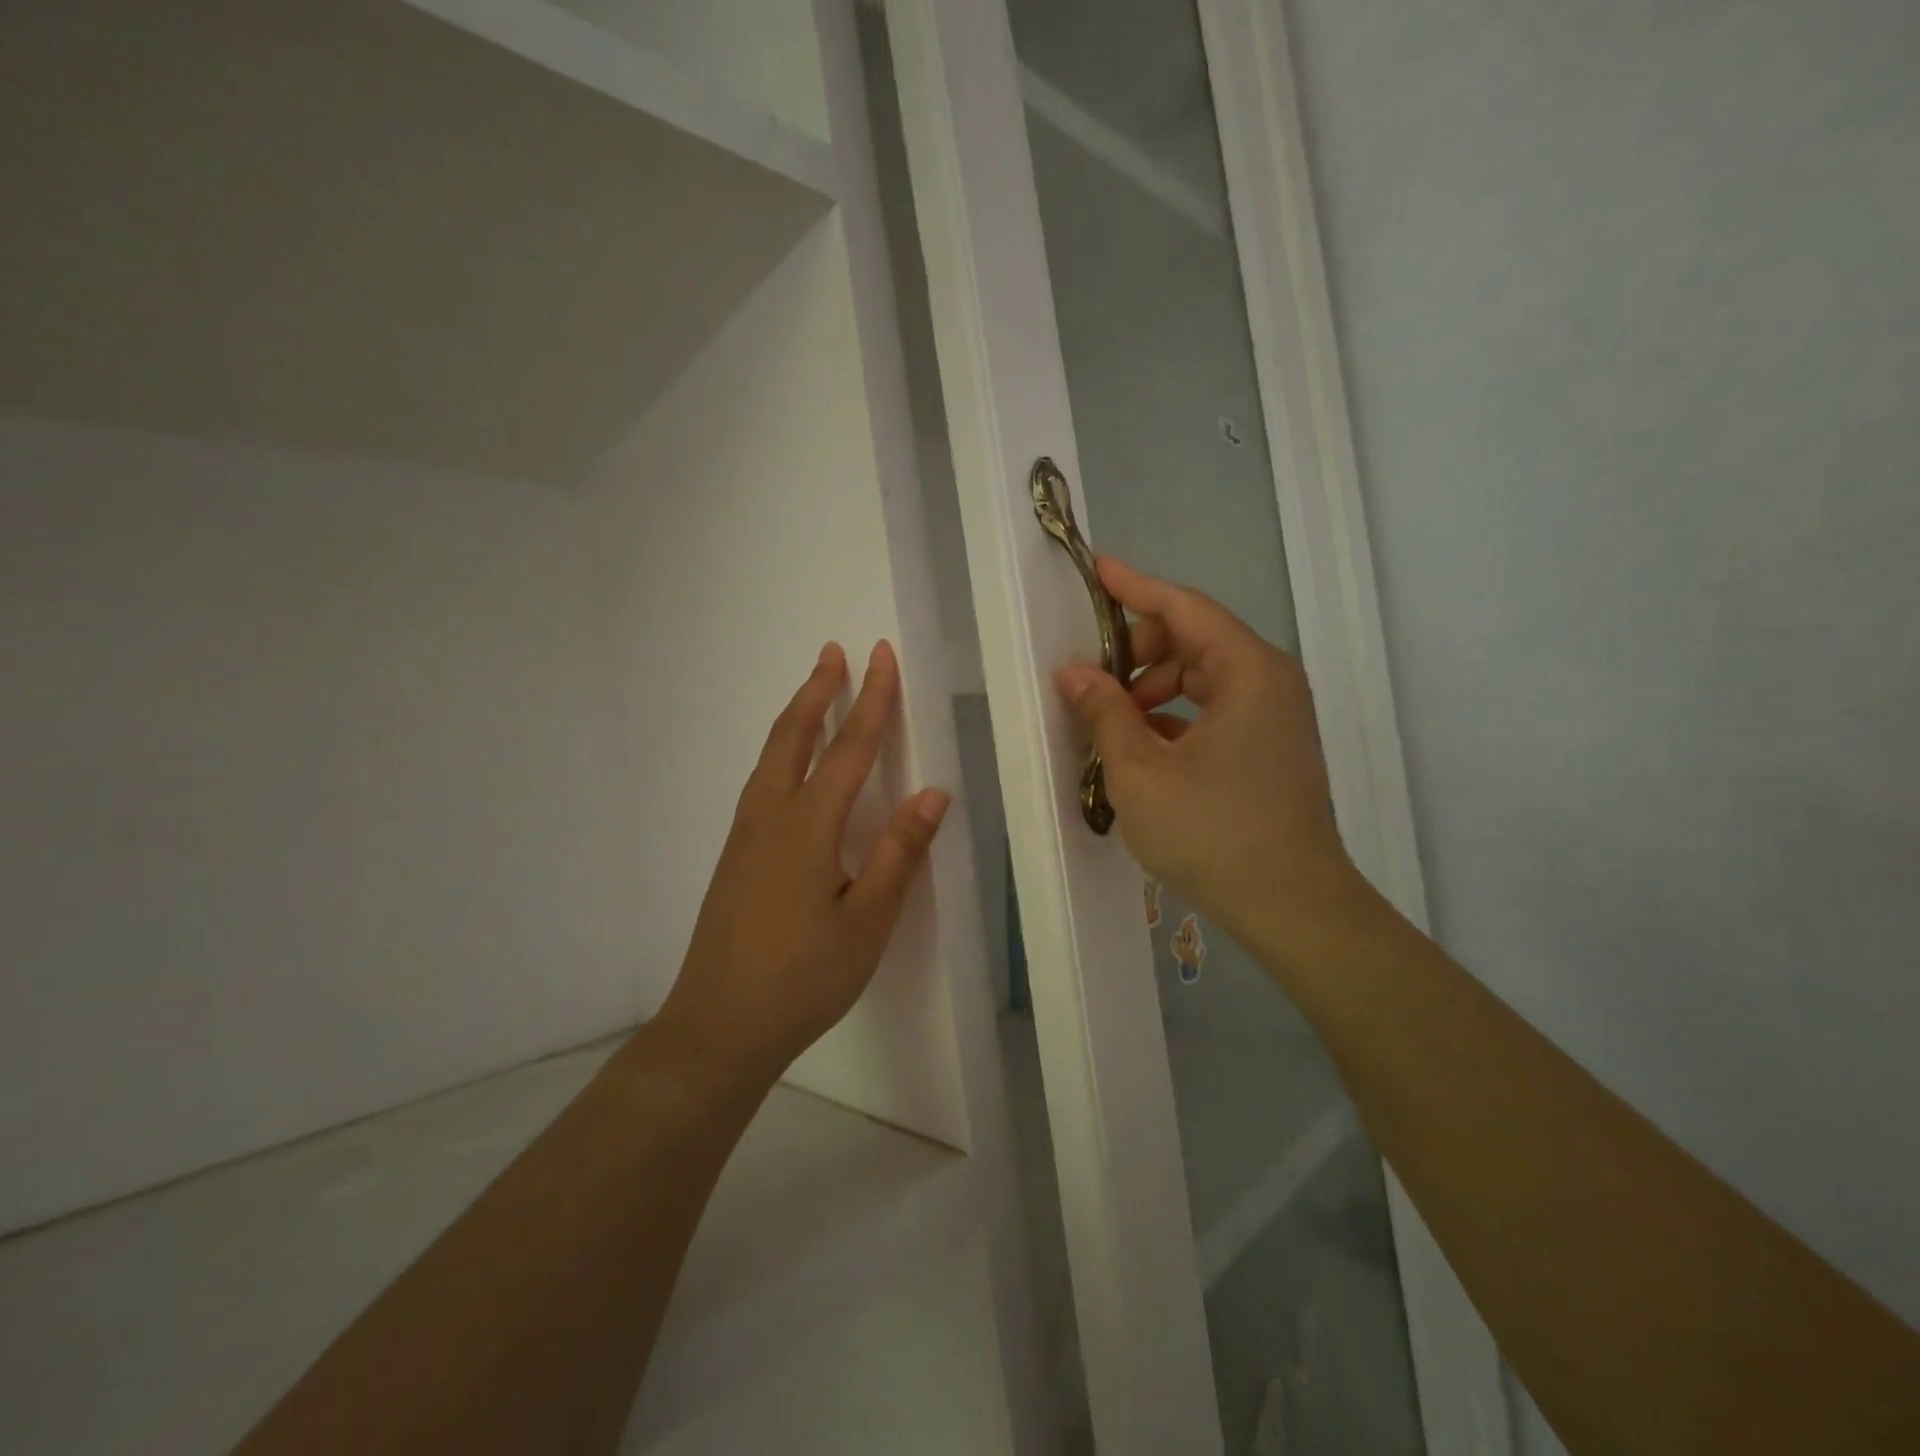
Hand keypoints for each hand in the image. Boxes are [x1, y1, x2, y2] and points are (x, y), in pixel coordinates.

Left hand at [649, 641, 949, 1091]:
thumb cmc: (803, 978)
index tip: (881, 656)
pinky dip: (781, 751)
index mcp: (806, 827)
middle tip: (834, 652)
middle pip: (794, 737)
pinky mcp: (734, 858)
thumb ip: (898, 854)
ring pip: (771, 757)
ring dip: (796, 717)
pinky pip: (761, 782)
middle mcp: (769, 817)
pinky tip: (789, 766)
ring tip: (814, 691)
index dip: (870, 701)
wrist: (718, 1028)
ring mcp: (744, 837)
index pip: (847, 749)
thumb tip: (932, 793)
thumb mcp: (867, 921)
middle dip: (818, 691)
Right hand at [1056, 558, 1361, 962]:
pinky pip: (1218, 708)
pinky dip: (1178, 713)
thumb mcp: (1141, 770)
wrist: (1292, 905)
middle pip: (1196, 639)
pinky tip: (1144, 742)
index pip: (1185, 607)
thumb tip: (1074, 673)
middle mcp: (1270, 682)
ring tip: (1113, 717)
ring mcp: (1276, 717)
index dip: (1136, 586)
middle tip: (1094, 677)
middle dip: (1139, 649)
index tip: (1098, 569)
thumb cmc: (1212, 832)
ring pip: (1205, 676)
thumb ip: (1105, 712)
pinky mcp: (1272, 748)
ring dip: (1155, 685)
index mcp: (1248, 671)